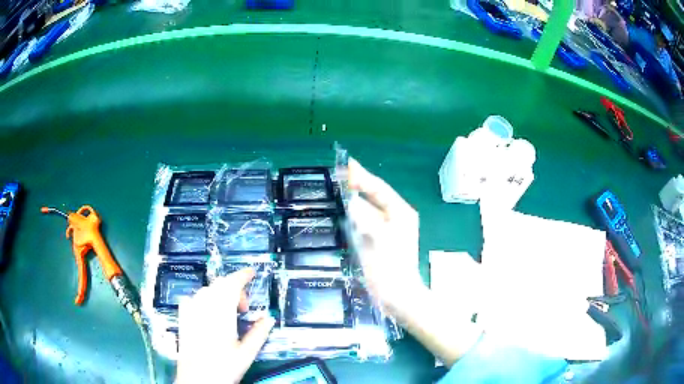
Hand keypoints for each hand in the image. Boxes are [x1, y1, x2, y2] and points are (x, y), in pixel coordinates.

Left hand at [176, 268, 274, 383]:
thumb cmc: (224, 368)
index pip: (231, 284)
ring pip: (206, 290)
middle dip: (234, 289)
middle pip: (219, 285)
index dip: (242, 275)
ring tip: (228, 313)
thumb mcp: (246, 353)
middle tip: (244, 308)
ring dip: (220, 294)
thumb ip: (258, 333)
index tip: (252, 273)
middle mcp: (204, 307)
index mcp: (221, 313)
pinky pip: (193, 298)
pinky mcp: (183, 317)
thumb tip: (269, 318)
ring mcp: (190, 311)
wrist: (196, 380)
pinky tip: (208, 312)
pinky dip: (204, 299)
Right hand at [346, 159, 481, 365]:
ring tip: (337, 189)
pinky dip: (355, 216)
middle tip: (338, 175)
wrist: (397, 296)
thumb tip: (352, 201)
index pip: (379, 188)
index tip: (345, 164)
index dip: (362, 176)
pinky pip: (366, 222)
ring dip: (355, 200)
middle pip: (374, 196)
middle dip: (357, 185)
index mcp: (400, 213)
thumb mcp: (375, 239)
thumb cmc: (390, 268)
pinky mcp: (380, 242)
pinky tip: (343, 214)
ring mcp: (389, 230)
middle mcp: (397, 218)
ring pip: (369, 209)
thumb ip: (363, 217)